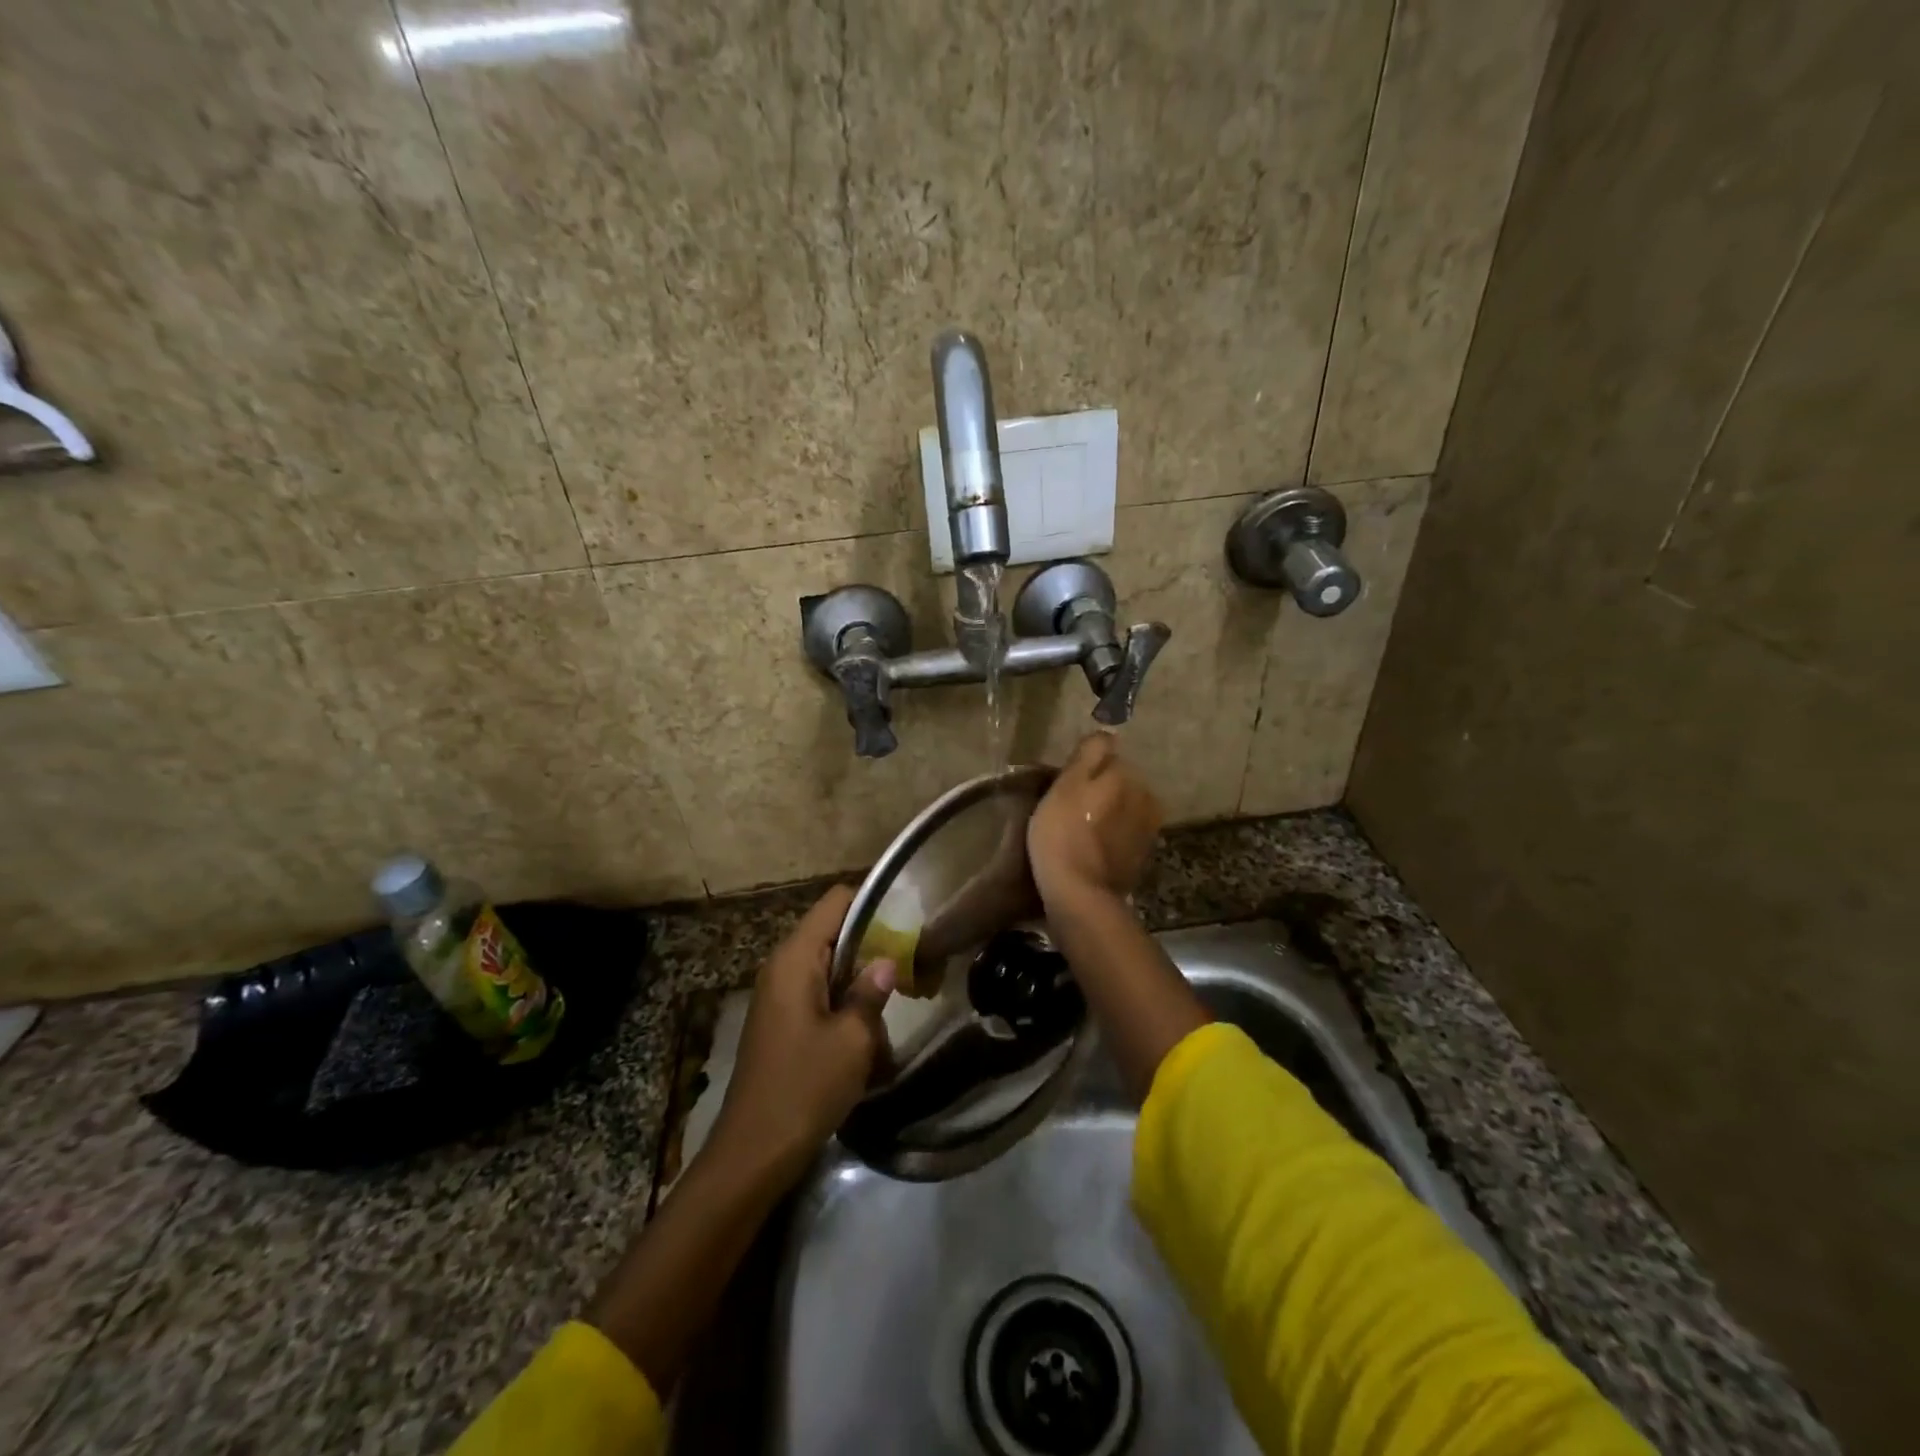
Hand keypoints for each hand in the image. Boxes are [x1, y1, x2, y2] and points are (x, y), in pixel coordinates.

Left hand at [709, 885, 894, 1185]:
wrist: (754, 1152)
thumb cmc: (805, 1087)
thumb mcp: (852, 1040)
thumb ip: (871, 992)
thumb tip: (885, 961)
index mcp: (796, 959)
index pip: (835, 902)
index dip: (872, 900)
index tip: (908, 917)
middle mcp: (783, 966)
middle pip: (833, 932)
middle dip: (872, 944)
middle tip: (911, 960)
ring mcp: (779, 995)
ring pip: (829, 966)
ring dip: (860, 980)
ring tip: (896, 1000)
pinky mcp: (781, 1021)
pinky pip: (819, 994)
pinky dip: (845, 1003)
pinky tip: (869, 1032)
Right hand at [1028, 732, 1163, 906]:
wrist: (1080, 894)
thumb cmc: (1063, 834)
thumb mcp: (1067, 785)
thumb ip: (1089, 754)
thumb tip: (1108, 732)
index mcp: (1127, 776)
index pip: (1106, 755)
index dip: (1083, 768)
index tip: (1065, 783)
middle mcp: (1146, 797)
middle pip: (1118, 781)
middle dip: (1100, 788)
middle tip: (1069, 807)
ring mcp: (1147, 829)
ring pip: (1123, 807)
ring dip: (1107, 812)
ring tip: (1080, 829)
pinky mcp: (1142, 856)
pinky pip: (1124, 833)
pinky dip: (1111, 835)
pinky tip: (1092, 848)